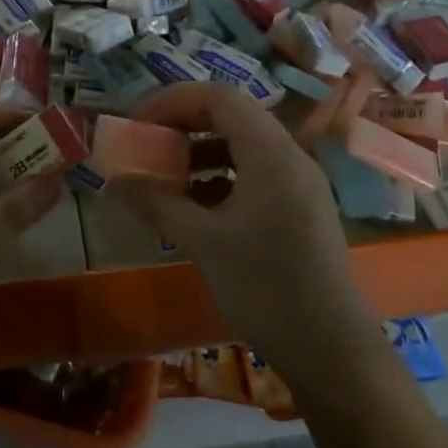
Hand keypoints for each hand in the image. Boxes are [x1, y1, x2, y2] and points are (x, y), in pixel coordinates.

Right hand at [109, 83, 368, 375]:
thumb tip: (115, 181)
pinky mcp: (300, 208)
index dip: (172, 101)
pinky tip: (195, 207)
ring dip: (200, 152)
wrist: (332, 350)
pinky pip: (255, 172)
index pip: (217, 97)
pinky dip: (221, 177)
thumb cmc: (265, 287)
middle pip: (231, 115)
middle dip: (183, 124)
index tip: (137, 123)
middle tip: (147, 144)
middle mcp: (289, 156)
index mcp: (271, 152)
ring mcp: (299, 182)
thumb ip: (157, 203)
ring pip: (243, 145)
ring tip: (165, 177)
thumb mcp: (203, 242)